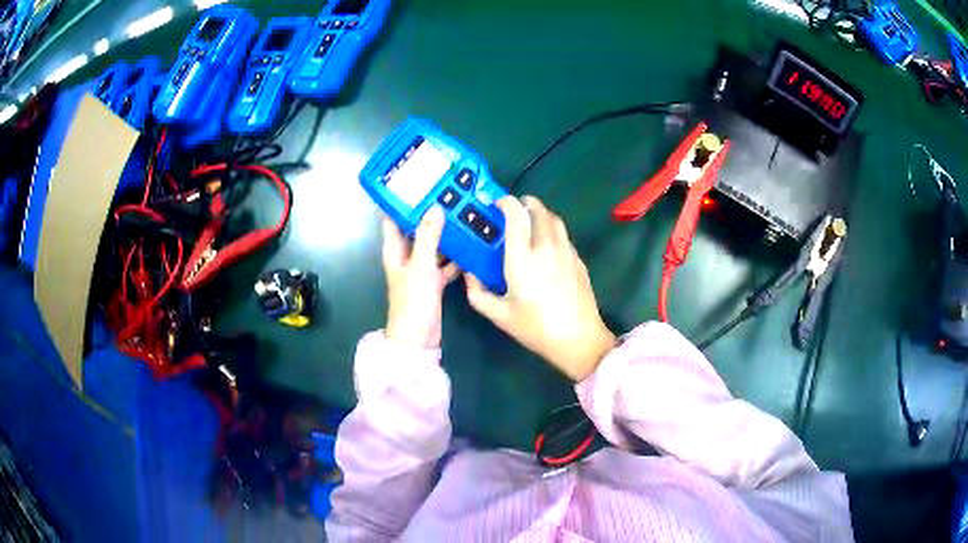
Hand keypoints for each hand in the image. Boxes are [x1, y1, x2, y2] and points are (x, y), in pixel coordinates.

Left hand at [382, 206, 458, 349]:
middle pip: (416, 229)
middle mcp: (405, 256)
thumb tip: (435, 207)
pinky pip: (445, 263)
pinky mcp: (433, 282)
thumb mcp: (420, 266)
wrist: (418, 339)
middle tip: (451, 195)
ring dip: (445, 234)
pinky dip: (455, 257)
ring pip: (433, 245)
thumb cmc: (413, 301)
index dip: (401, 201)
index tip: (418, 183)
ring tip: (464, 215)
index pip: (393, 219)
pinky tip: (472, 246)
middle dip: (430, 214)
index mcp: (394, 250)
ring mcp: (420, 269)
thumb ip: (427, 237)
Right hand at [465, 196, 616, 380]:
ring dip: (541, 214)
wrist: (579, 340)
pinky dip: (553, 231)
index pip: (516, 216)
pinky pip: (564, 236)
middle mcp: (546, 248)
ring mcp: (566, 253)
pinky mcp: (578, 261)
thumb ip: (477, 292)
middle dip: (525, 203)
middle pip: (539, 210)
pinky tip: (547, 246)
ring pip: (555, 220)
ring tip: (531, 222)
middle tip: (514, 209)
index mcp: (522, 259)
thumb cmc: (536, 329)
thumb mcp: (499, 315)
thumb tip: (469, 274)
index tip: (497, 204)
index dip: (506, 203)